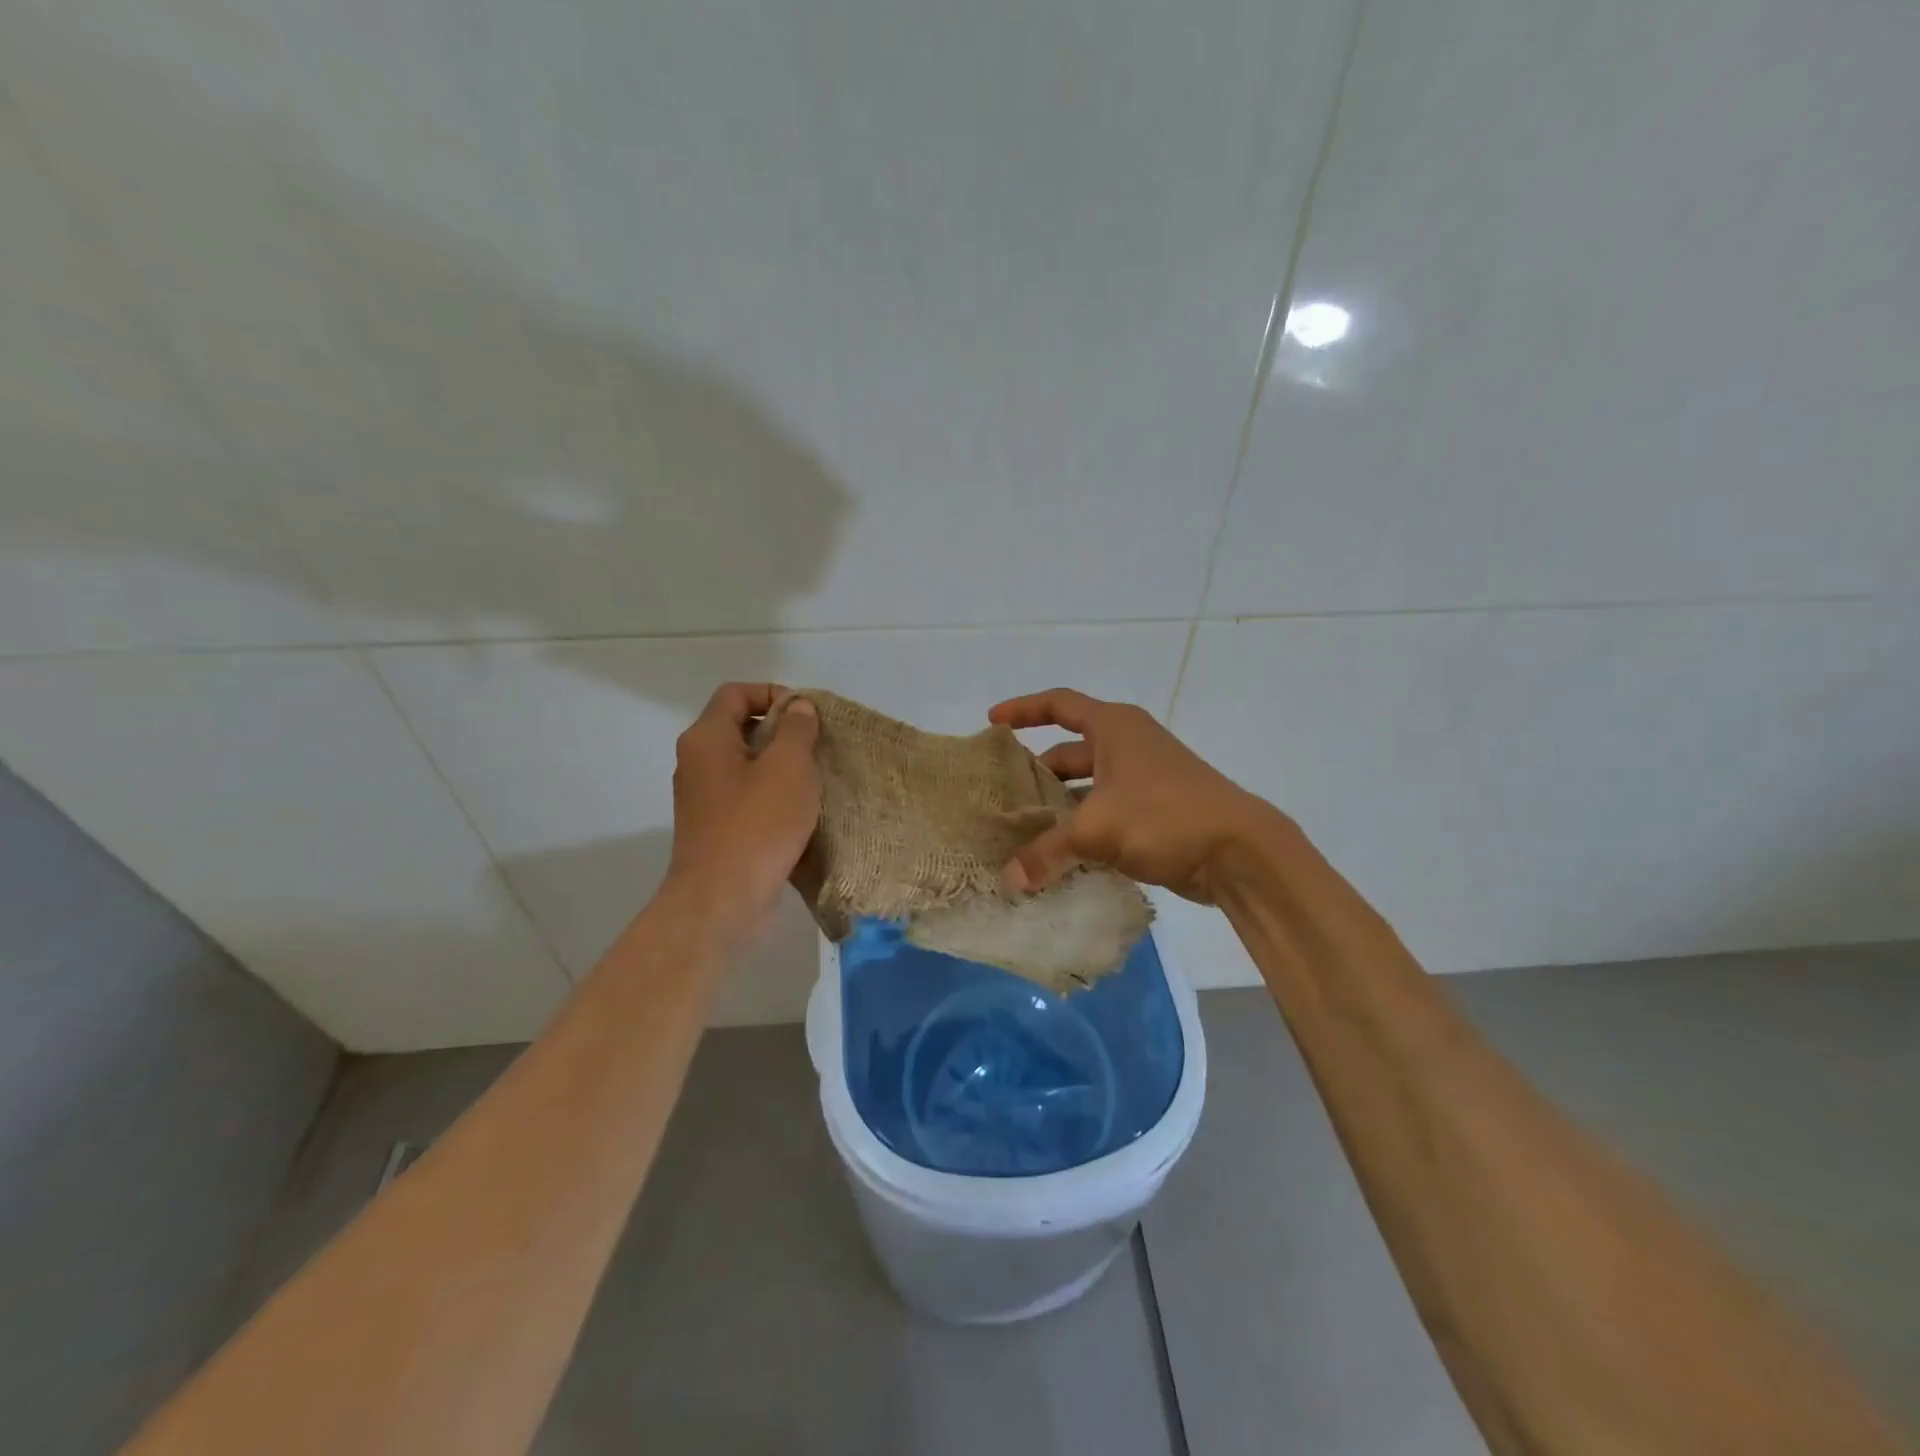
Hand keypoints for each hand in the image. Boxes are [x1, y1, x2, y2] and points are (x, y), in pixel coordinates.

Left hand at [665, 683, 819, 937]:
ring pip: (747, 765)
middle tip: (819, 748)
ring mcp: (704, 799)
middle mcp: (697, 763)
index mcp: (706, 738)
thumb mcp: (789, 766)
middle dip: (784, 732)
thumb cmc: (757, 824)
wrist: (723, 900)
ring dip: (782, 767)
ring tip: (817, 780)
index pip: (736, 693)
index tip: (809, 715)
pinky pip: (748, 798)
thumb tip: (798, 707)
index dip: (774, 694)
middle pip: (742, 728)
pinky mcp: (716, 829)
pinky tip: (802, 813)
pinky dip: (774, 797)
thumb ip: (797, 729)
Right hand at [989, 688, 1279, 904]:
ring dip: (1059, 807)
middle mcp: (1128, 746)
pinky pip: (1105, 814)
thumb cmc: (1164, 816)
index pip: (1060, 705)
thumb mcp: (1097, 829)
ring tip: (1023, 831)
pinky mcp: (1154, 814)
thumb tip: (1009, 880)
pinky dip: (1082, 830)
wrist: (1239, 851)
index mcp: (1115, 728)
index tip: (993, 722)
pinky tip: (1059, 856)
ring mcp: (1144, 780)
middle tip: (1003, 795)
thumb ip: (1047, 852)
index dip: (1024, 709)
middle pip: (1070, 752)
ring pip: (1087, 788)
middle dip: (1037, 773)